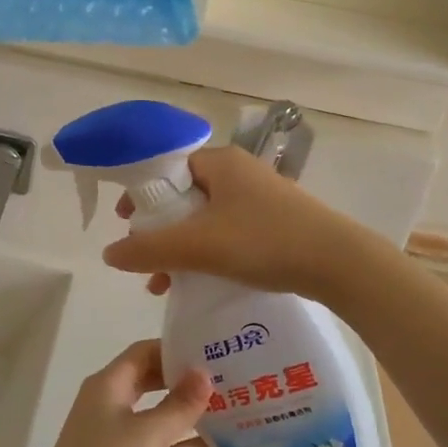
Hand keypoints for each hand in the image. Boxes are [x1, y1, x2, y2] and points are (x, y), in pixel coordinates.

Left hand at [20, 340, 209, 446]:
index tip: (210, 351)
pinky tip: (212, 444)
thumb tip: (205, 373)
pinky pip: (156, 446)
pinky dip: (179, 443)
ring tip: (227, 406)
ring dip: (185, 412)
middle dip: (183, 379)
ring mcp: (115, 436)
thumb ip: (179, 405)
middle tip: (225, 377)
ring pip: (156, 414)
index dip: (174, 349)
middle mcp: (110, 403)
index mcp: (108, 384)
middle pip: (150, 380)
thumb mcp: (147, 434)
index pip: (143, 352)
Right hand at [104, 146, 371, 303]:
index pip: (167, 168)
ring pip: (206, 219)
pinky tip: (200, 284)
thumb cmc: (264, 241)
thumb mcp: (198, 246)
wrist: (340, 264)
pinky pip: (228, 233)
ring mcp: (261, 198)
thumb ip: (149, 249)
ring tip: (163, 284)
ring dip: (181, 248)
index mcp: (220, 162)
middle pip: (184, 196)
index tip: (125, 222)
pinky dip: (208, 253)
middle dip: (159, 230)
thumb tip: (108, 253)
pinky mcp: (276, 222)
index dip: (142, 194)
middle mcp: (239, 172)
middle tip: (143, 257)